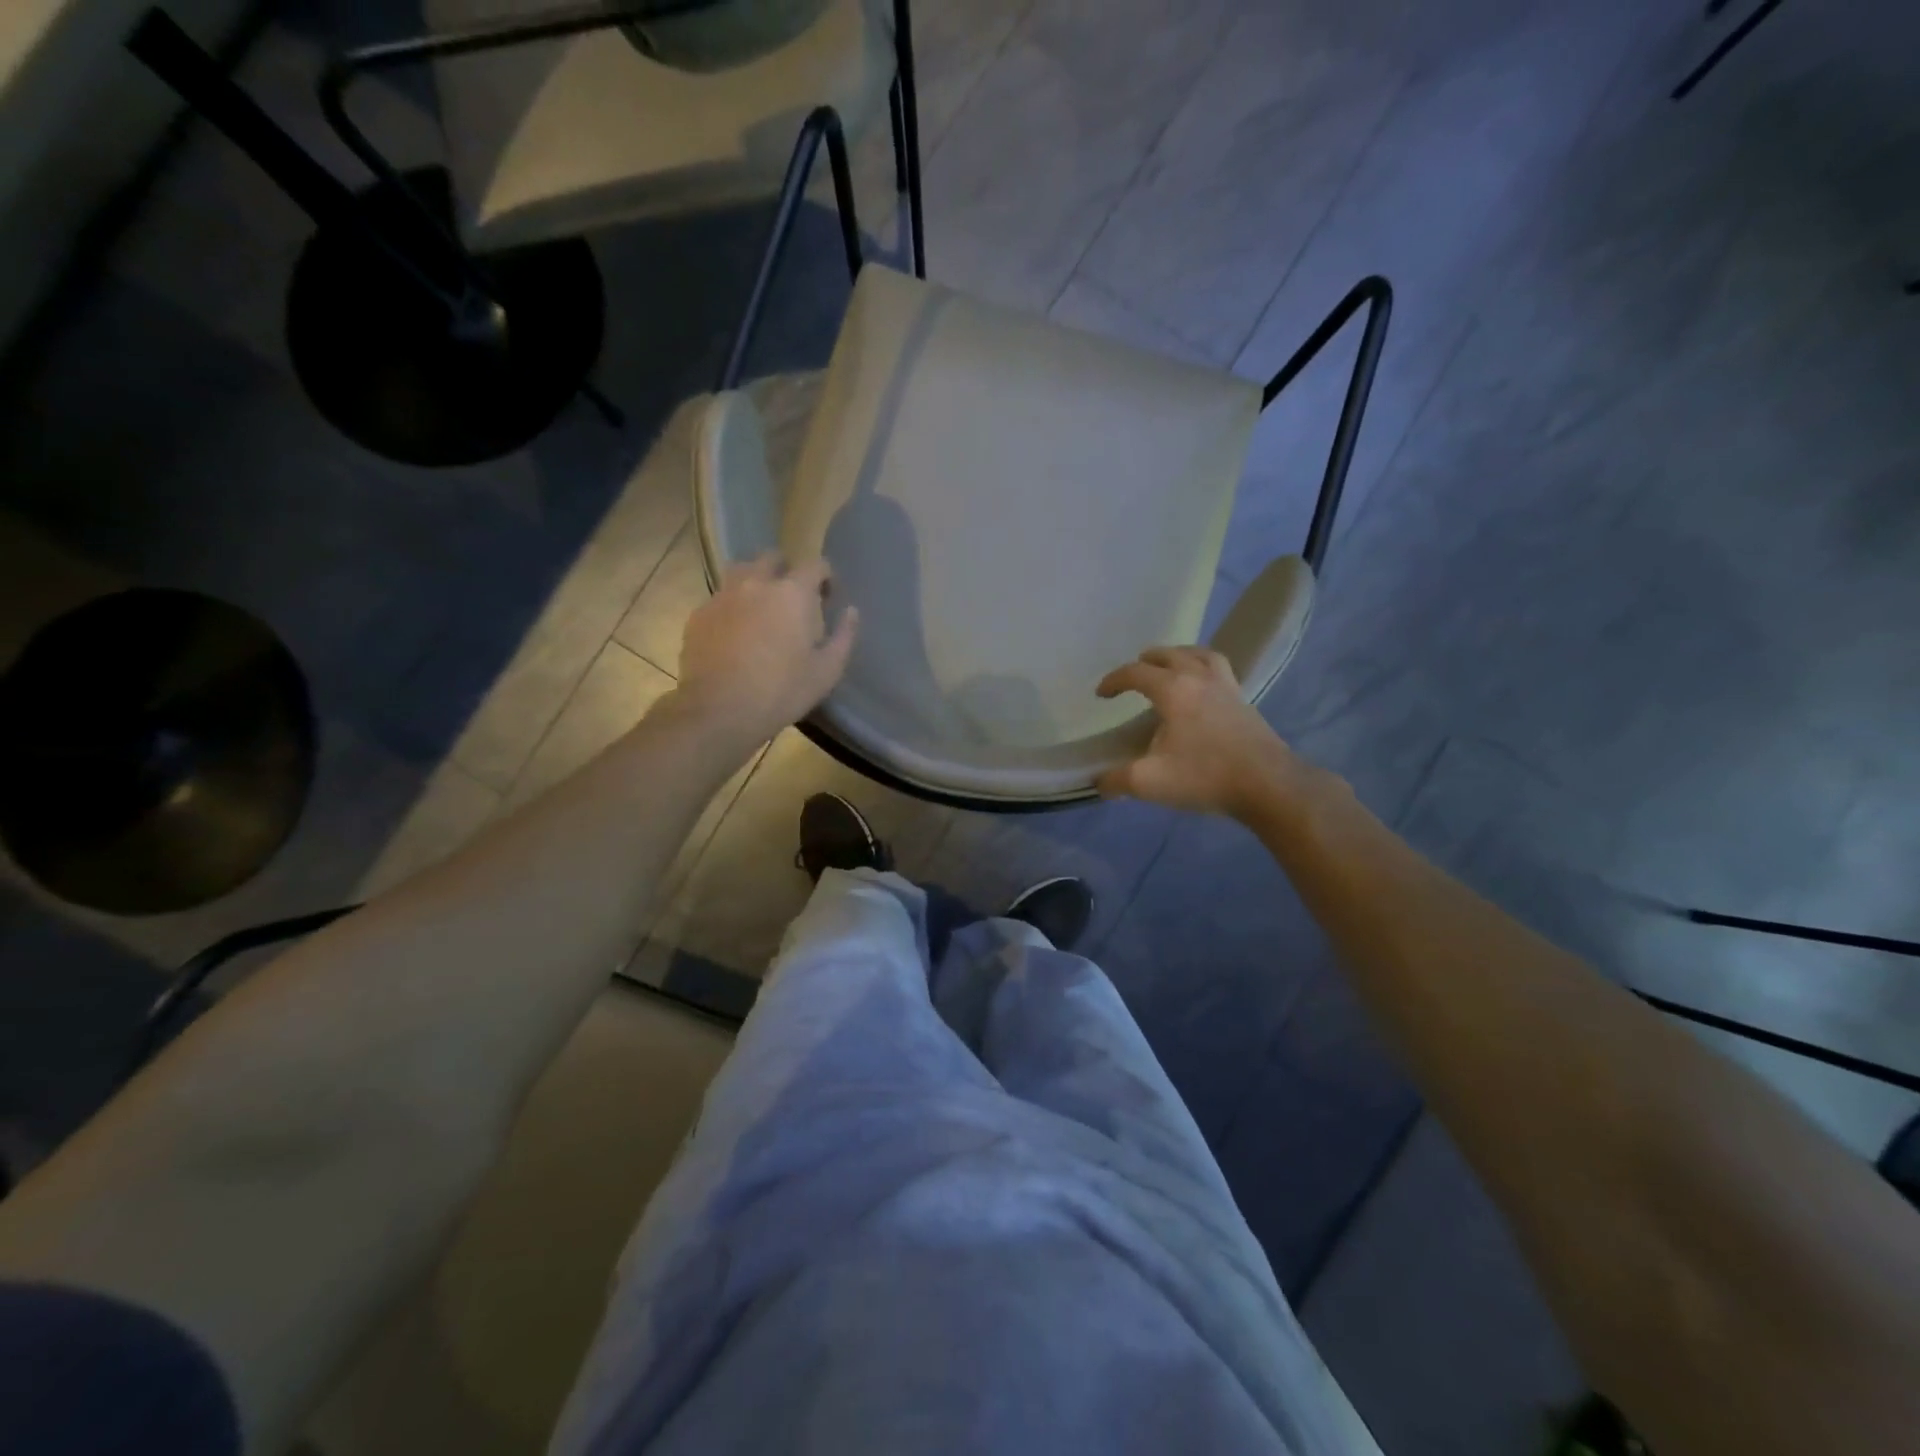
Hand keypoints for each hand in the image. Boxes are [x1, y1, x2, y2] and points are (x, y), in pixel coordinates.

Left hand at [674, 554, 858, 748]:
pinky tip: (735, 633)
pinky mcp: (699, 615)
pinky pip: (720, 598)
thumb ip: (844, 636)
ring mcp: (722, 596)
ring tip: (761, 609)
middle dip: (786, 571)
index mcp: (792, 593)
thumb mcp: (827, 671)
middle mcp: (756, 583)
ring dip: (755, 581)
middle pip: (772, 558)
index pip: (815, 564)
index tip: (827, 597)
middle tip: (793, 599)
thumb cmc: (782, 692)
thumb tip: (851, 612)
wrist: (719, 711)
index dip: (825, 577)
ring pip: (741, 571)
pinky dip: (732, 606)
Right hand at [1095, 647, 1311, 820]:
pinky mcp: (1244, 700)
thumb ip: (1117, 780)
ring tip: (1170, 667)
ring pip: (1199, 655)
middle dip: (1146, 661)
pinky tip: (1202, 687)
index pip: (1136, 673)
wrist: (1268, 784)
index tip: (1101, 694)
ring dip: (1179, 655)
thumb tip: (1100, 782)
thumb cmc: (1205, 776)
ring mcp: (1226, 686)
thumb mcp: (1149, 782)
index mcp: (1173, 690)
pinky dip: (1204, 667)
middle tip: (1134, 675)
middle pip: (1169, 654)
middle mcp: (1199, 678)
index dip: (1114, 680)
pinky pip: (1220, 669)